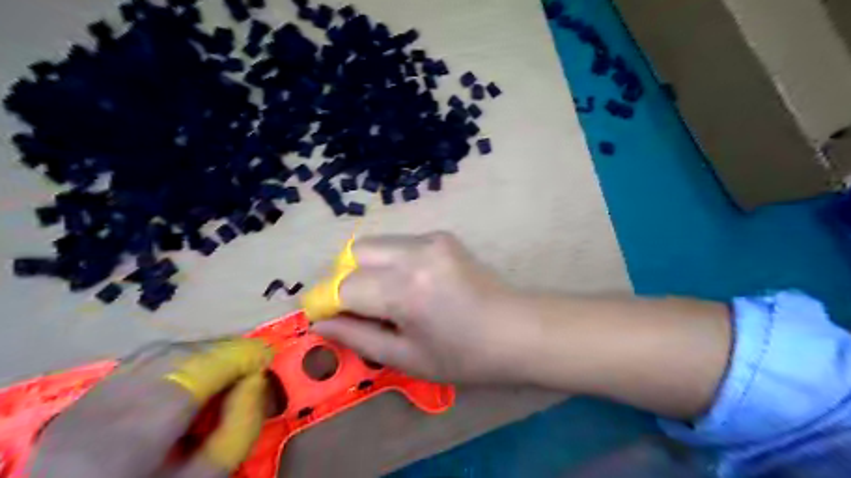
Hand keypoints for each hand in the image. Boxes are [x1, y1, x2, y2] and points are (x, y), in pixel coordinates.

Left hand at [28, 338, 272, 475]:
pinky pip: (140, 360)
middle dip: (225, 350)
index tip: (267, 357)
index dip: (240, 356)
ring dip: (202, 350)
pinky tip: (193, 369)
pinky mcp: (83, 398)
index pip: (200, 372)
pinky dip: (176, 356)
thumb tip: (256, 380)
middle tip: (252, 361)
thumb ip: (239, 428)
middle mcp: (107, 406)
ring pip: (160, 350)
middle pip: (180, 355)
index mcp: (136, 435)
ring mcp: (89, 399)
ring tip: (228, 362)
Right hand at [312, 232, 525, 384]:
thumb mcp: (406, 358)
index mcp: (406, 290)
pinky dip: (390, 262)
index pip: (344, 285)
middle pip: (354, 253)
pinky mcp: (441, 236)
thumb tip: (319, 322)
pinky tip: (410, 285)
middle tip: (357, 307)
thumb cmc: (464, 356)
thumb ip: (357, 337)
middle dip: (344, 278)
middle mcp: (415, 253)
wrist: (517, 330)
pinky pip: (398, 243)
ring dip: (367, 268)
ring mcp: (431, 239)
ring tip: (385, 298)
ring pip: (375, 244)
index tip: (324, 317)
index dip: (326, 301)